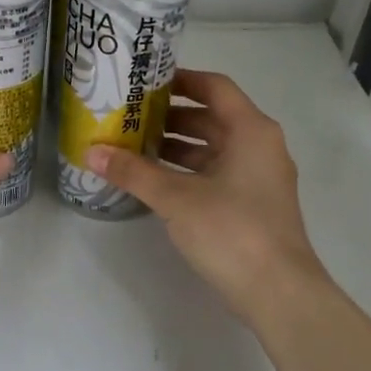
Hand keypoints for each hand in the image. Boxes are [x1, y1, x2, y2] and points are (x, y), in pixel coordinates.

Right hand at [86, 69, 330, 321]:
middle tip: (130, 116)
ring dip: (177, 146)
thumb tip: (92, 151)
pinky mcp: (253, 205)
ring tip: (134, 147)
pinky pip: (217, 174)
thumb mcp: (175, 198)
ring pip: (214, 149)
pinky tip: (156, 182)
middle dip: (171, 116)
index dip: (181, 80)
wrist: (278, 291)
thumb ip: (133, 172)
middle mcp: (260, 147)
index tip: (145, 81)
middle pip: (213, 118)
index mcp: (251, 130)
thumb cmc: (231, 230)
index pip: (215, 87)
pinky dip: (188, 172)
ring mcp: (259, 178)